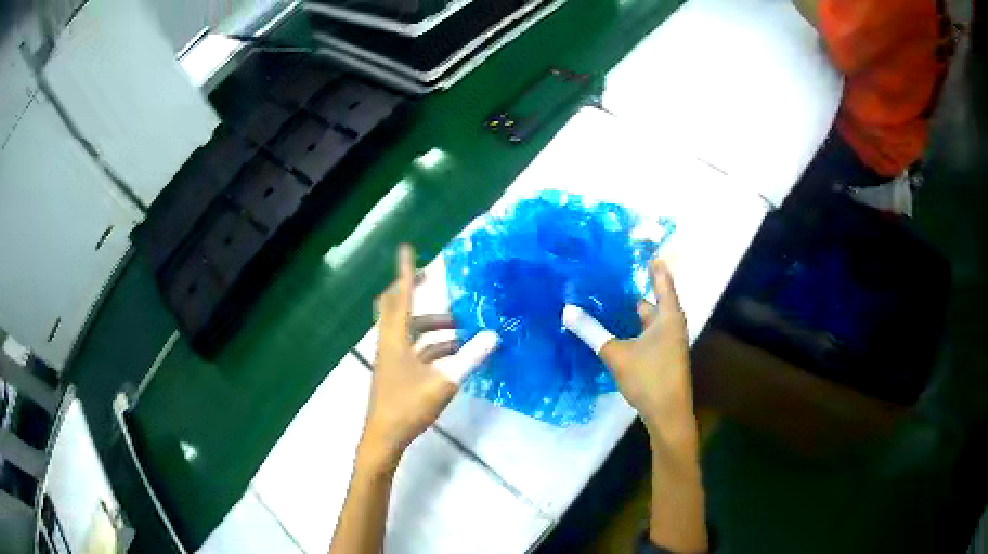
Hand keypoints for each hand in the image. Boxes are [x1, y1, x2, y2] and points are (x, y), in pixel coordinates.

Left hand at [360, 245, 498, 470]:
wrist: (385, 436)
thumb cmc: (409, 407)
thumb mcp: (444, 382)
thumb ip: (470, 358)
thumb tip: (494, 336)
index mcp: (395, 338)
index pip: (401, 296)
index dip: (406, 272)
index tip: (407, 248)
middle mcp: (390, 342)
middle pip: (396, 306)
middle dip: (412, 291)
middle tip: (432, 280)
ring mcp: (391, 357)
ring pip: (409, 330)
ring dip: (432, 325)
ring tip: (462, 328)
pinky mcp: (396, 371)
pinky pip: (414, 348)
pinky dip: (432, 345)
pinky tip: (455, 353)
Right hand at [563, 259, 693, 443]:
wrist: (668, 415)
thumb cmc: (648, 378)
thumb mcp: (616, 353)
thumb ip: (592, 332)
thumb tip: (567, 310)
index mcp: (668, 316)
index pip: (661, 280)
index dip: (652, 265)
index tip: (641, 249)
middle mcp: (672, 325)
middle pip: (650, 302)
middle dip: (627, 294)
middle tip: (603, 282)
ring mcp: (669, 342)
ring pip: (646, 321)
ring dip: (627, 314)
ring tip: (601, 304)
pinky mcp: (663, 357)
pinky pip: (646, 334)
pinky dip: (631, 330)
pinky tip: (613, 333)